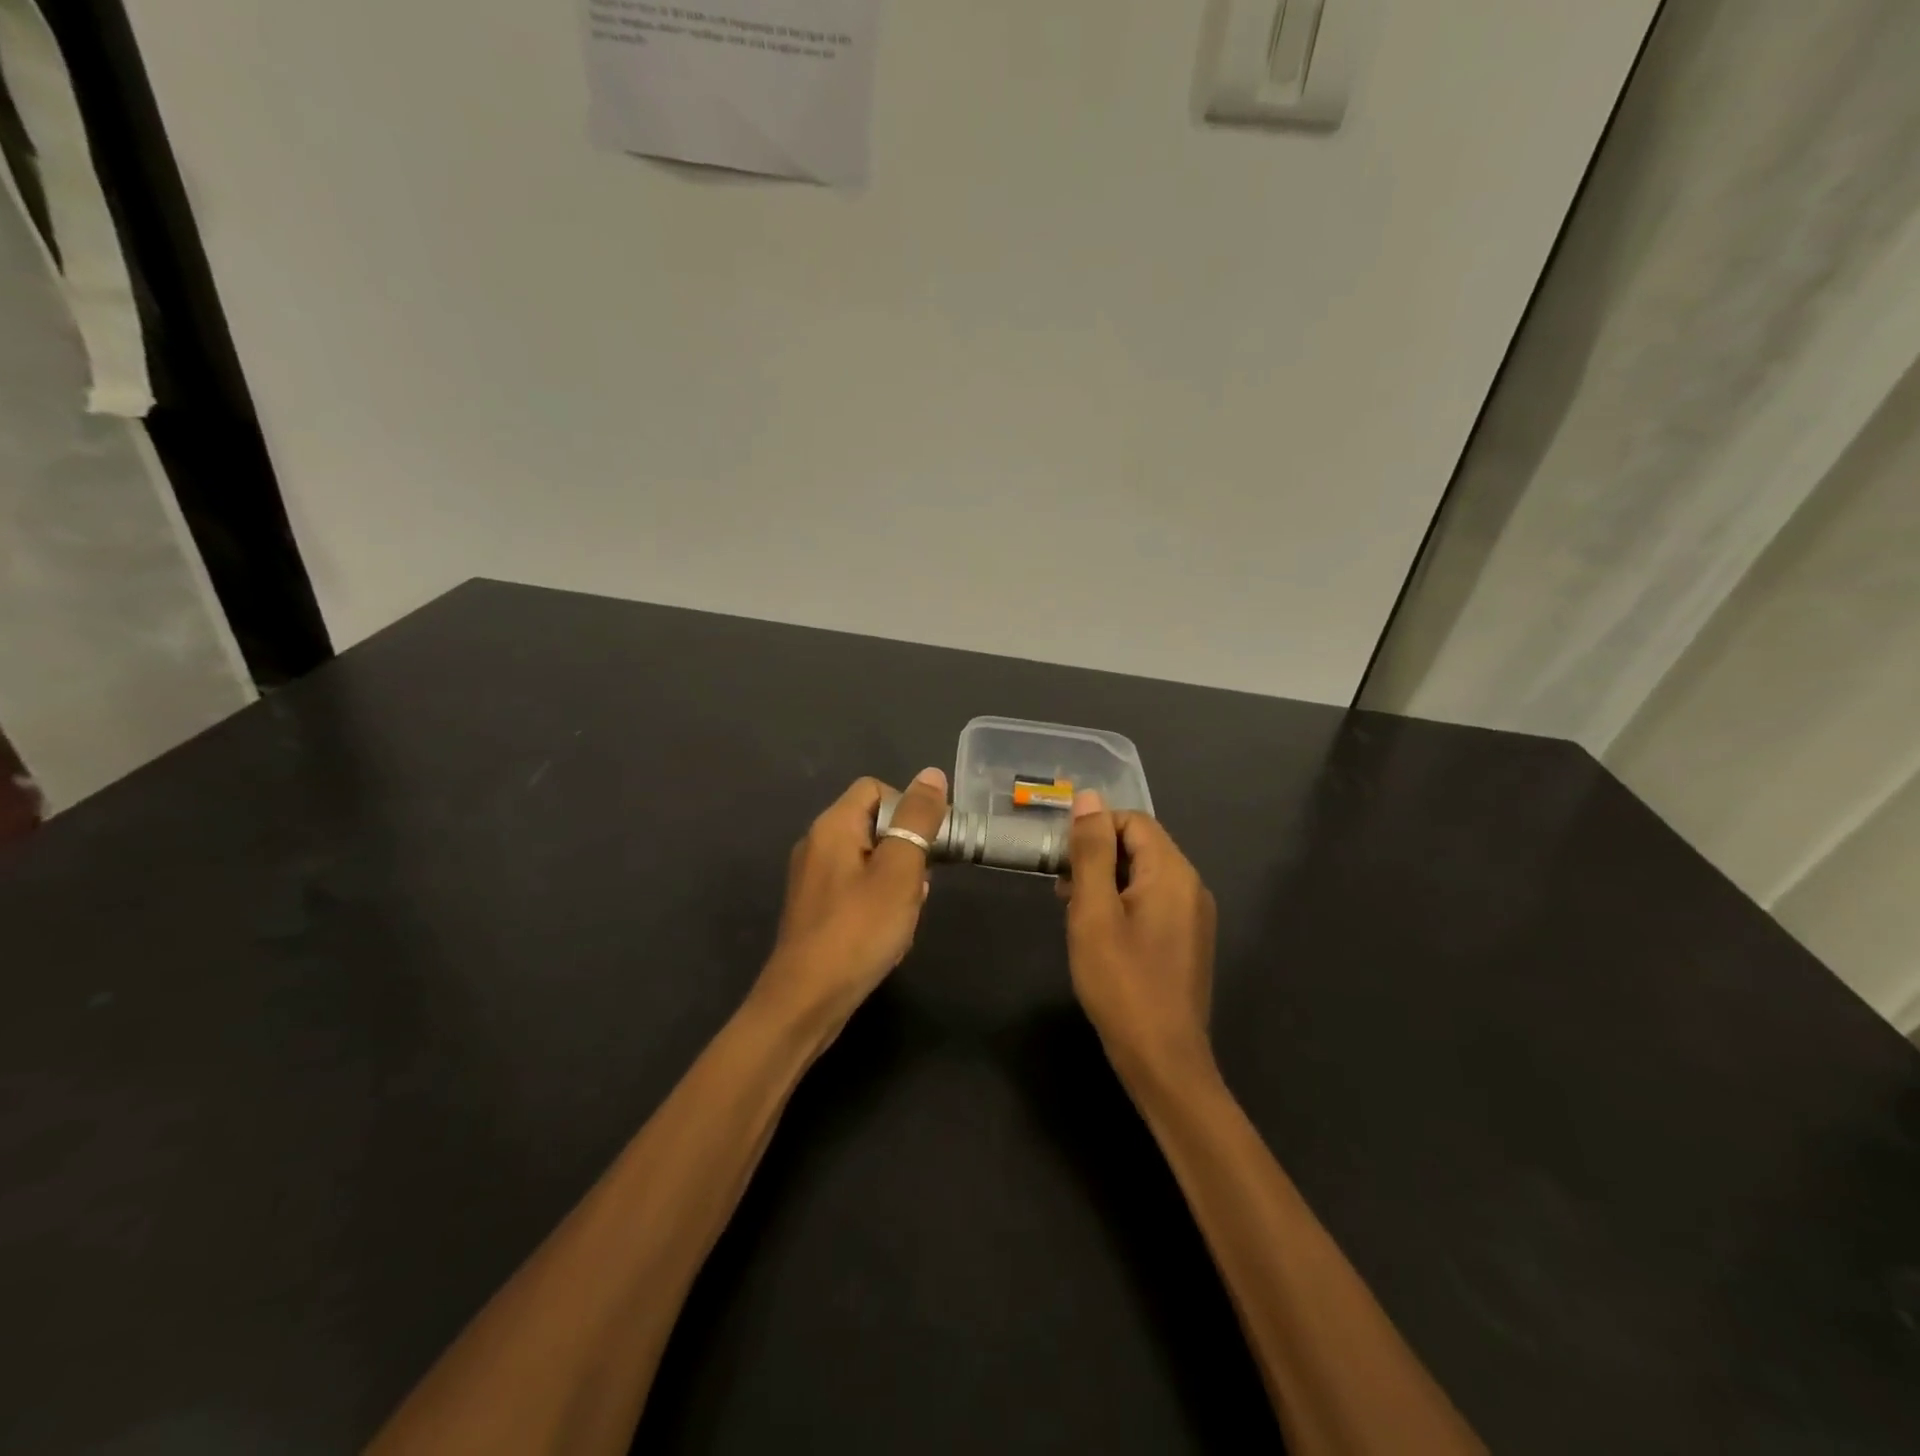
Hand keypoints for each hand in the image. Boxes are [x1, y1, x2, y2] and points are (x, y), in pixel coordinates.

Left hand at [754, 769, 949, 1034]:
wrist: (806, 1001)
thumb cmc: (858, 930)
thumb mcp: (899, 870)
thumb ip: (917, 820)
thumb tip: (932, 774)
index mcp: (832, 826)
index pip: (876, 789)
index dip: (908, 807)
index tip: (929, 843)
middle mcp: (817, 844)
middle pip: (874, 825)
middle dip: (906, 851)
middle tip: (917, 887)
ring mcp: (814, 879)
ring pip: (870, 861)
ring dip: (897, 883)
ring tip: (904, 916)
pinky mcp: (817, 910)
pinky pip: (857, 890)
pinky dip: (879, 904)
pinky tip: (888, 935)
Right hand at [1061, 791, 1217, 1086]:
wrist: (1163, 1060)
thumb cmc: (1121, 983)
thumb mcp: (1094, 912)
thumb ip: (1090, 852)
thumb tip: (1089, 798)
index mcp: (1173, 872)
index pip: (1133, 821)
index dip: (1093, 831)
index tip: (1062, 862)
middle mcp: (1191, 886)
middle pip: (1140, 846)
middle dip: (1097, 857)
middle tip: (1062, 891)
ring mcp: (1193, 915)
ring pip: (1143, 875)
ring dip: (1106, 882)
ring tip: (1074, 912)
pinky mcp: (1188, 939)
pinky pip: (1152, 901)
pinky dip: (1122, 904)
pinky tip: (1100, 934)